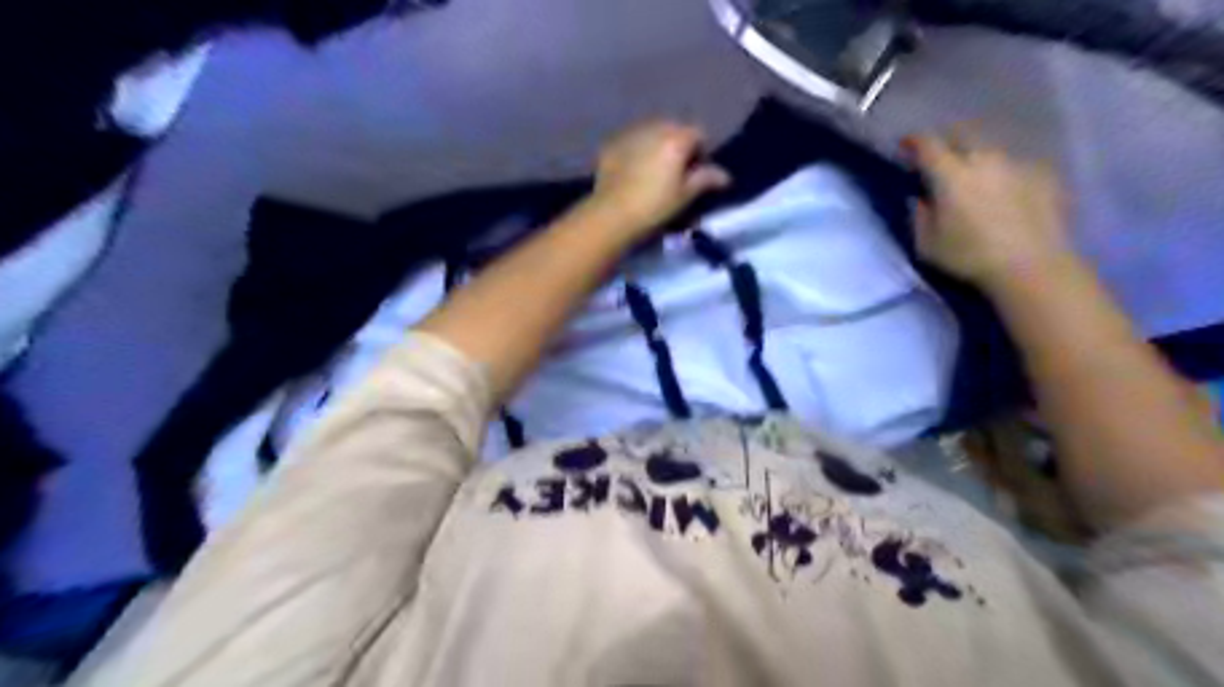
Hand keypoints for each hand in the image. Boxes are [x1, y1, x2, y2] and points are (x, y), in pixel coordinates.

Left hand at [587, 120, 729, 239]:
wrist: (612, 215)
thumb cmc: (655, 207)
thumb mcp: (685, 196)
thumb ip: (706, 179)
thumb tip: (725, 175)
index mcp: (676, 138)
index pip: (698, 134)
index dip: (701, 152)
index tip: (696, 173)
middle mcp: (654, 128)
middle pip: (673, 129)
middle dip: (678, 146)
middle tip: (675, 173)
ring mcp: (630, 134)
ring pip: (651, 133)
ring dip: (656, 146)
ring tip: (652, 172)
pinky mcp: (611, 145)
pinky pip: (630, 142)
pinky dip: (636, 152)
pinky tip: (632, 173)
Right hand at [902, 129, 1074, 290]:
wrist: (1032, 266)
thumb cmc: (969, 257)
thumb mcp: (927, 245)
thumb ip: (920, 216)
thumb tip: (921, 199)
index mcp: (950, 174)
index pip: (927, 144)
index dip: (914, 141)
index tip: (906, 146)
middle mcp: (984, 159)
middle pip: (964, 134)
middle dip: (948, 141)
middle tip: (941, 159)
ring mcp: (1018, 164)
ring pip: (992, 150)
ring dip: (979, 159)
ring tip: (977, 179)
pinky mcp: (1045, 175)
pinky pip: (1017, 166)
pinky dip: (1005, 175)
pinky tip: (1007, 194)